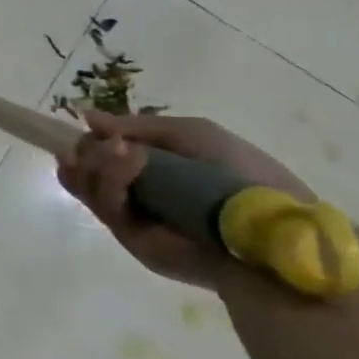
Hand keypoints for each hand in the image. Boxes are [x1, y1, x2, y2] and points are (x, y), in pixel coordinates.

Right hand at [58, 111, 313, 290]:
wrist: (274, 229)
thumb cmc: (243, 175)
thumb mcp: (194, 135)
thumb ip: (140, 126)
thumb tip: (87, 118)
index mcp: (149, 172)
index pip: (99, 156)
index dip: (91, 142)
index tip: (93, 127)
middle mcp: (134, 195)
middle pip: (84, 169)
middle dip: (87, 151)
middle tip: (106, 142)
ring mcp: (131, 218)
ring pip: (87, 185)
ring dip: (97, 161)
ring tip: (120, 148)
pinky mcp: (132, 239)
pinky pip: (106, 206)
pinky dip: (110, 178)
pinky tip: (128, 158)